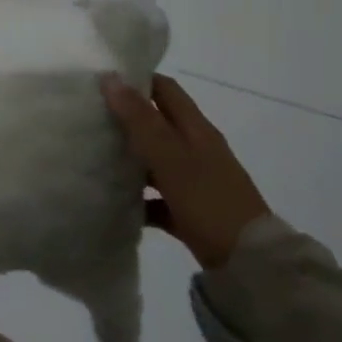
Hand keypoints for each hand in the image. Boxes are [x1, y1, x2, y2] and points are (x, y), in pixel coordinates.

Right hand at [104, 73, 269, 270]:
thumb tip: (110, 77)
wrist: (250, 264)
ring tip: (94, 156)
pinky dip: (141, 197)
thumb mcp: (170, 157)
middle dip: (126, 118)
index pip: (165, 89)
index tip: (102, 81)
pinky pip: (160, 197)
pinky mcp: (192, 212)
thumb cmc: (208, 200)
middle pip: (158, 123)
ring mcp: (196, 181)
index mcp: (196, 129)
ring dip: (131, 157)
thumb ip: (140, 119)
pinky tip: (117, 202)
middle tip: (90, 116)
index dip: (137, 80)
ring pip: (156, 160)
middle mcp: (197, 149)